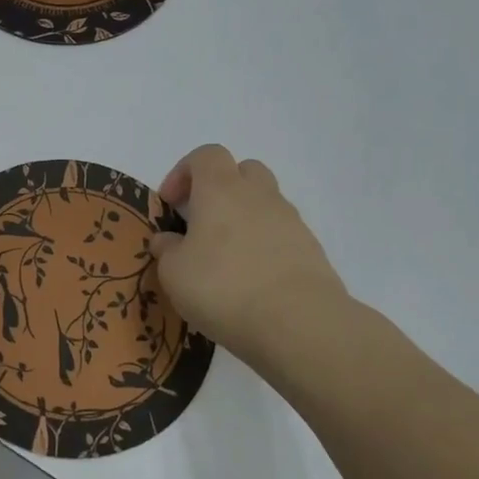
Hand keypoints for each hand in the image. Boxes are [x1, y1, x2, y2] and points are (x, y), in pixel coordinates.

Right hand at [150, 144, 351, 373]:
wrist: (298, 323)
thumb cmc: (223, 287)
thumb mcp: (174, 272)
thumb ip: (167, 250)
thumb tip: (168, 240)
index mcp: (221, 190)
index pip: (206, 155)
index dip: (184, 172)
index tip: (171, 203)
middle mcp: (259, 195)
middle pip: (243, 170)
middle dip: (220, 188)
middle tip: (202, 221)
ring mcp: (291, 221)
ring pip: (265, 202)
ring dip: (244, 217)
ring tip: (226, 257)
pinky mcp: (311, 250)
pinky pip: (282, 234)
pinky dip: (265, 246)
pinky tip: (252, 280)